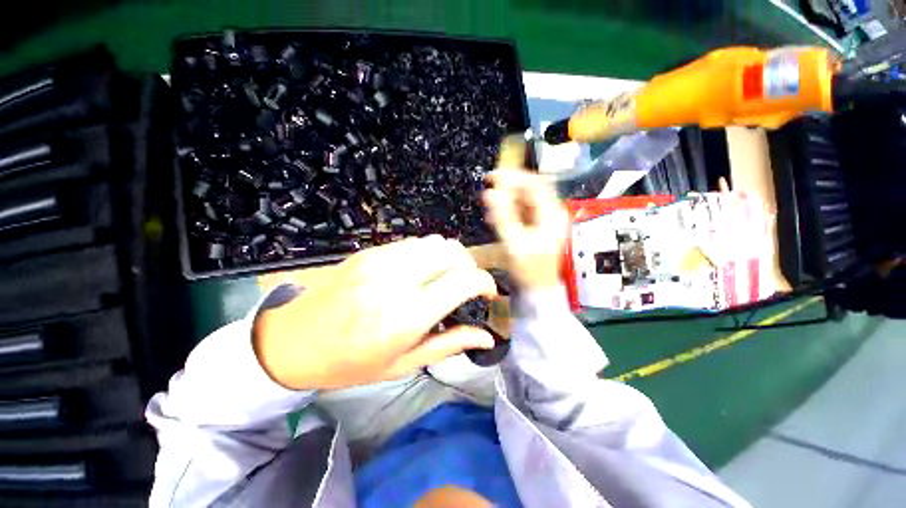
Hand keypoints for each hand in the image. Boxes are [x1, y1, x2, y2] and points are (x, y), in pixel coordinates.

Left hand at [253, 235, 497, 389]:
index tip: (488, 293)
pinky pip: (414, 242)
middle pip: (453, 252)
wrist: (294, 341)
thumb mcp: (402, 364)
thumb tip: (486, 336)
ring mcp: (382, 260)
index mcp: (407, 316)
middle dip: (470, 266)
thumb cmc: (350, 363)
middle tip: (466, 286)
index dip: (485, 282)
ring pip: (436, 242)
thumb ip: (449, 344)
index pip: (463, 281)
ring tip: (445, 277)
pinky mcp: (371, 252)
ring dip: (450, 257)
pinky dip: (428, 253)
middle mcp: (398, 280)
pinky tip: (420, 271)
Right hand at [483, 136, 568, 290]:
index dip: (513, 176)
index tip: (492, 176)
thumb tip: (489, 194)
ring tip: (489, 207)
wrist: (536, 289)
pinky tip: (495, 216)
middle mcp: (551, 213)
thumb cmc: (528, 269)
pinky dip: (507, 210)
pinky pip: (520, 211)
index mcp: (552, 215)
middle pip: (529, 190)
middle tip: (488, 189)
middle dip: (507, 188)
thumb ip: (502, 217)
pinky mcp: (535, 227)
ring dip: (505, 200)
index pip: (534, 184)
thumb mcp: (513, 243)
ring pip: (523, 200)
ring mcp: (544, 220)